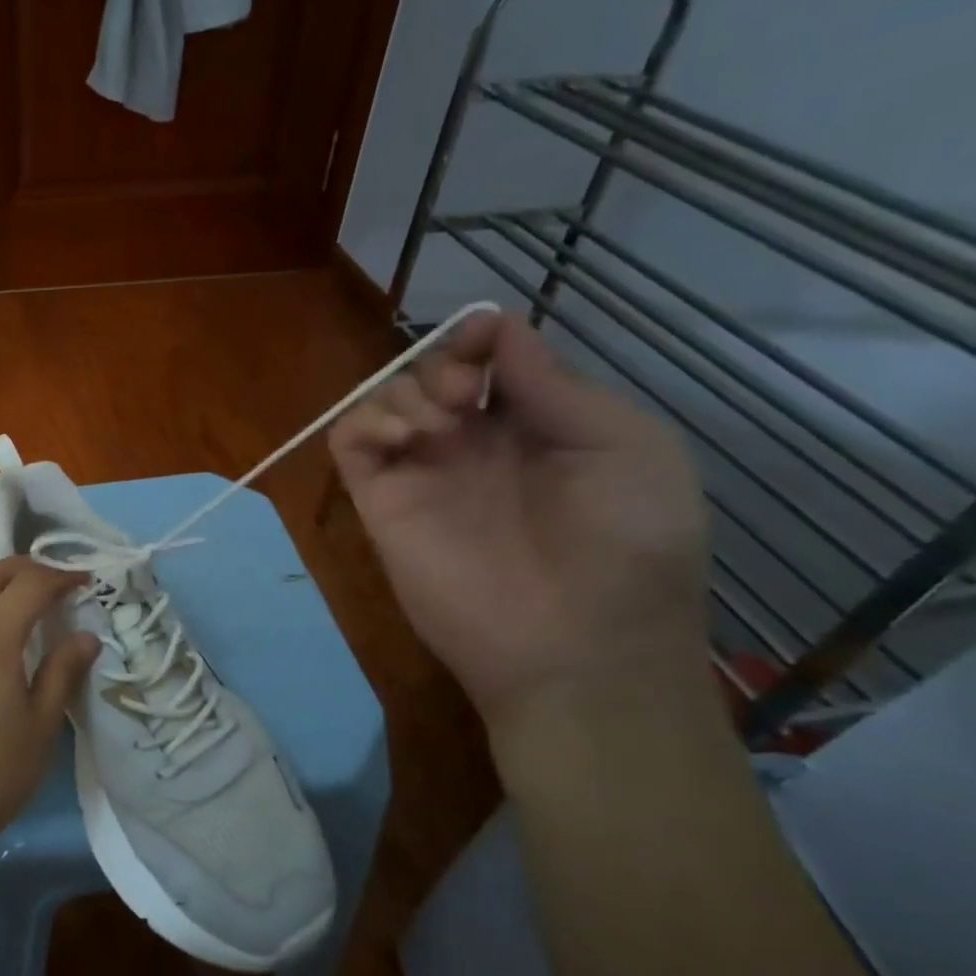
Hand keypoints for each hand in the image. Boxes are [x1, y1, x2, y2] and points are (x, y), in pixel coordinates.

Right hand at [328, 310, 710, 731]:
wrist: (578, 647)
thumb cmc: (625, 545)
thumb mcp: (626, 447)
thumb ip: (556, 386)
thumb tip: (499, 327)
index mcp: (538, 427)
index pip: (490, 361)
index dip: (481, 337)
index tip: (482, 339)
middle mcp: (474, 444)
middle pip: (432, 371)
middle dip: (443, 364)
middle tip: (465, 397)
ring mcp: (423, 472)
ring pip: (386, 398)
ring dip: (405, 390)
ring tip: (439, 426)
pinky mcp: (381, 501)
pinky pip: (349, 441)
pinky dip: (364, 420)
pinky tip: (403, 436)